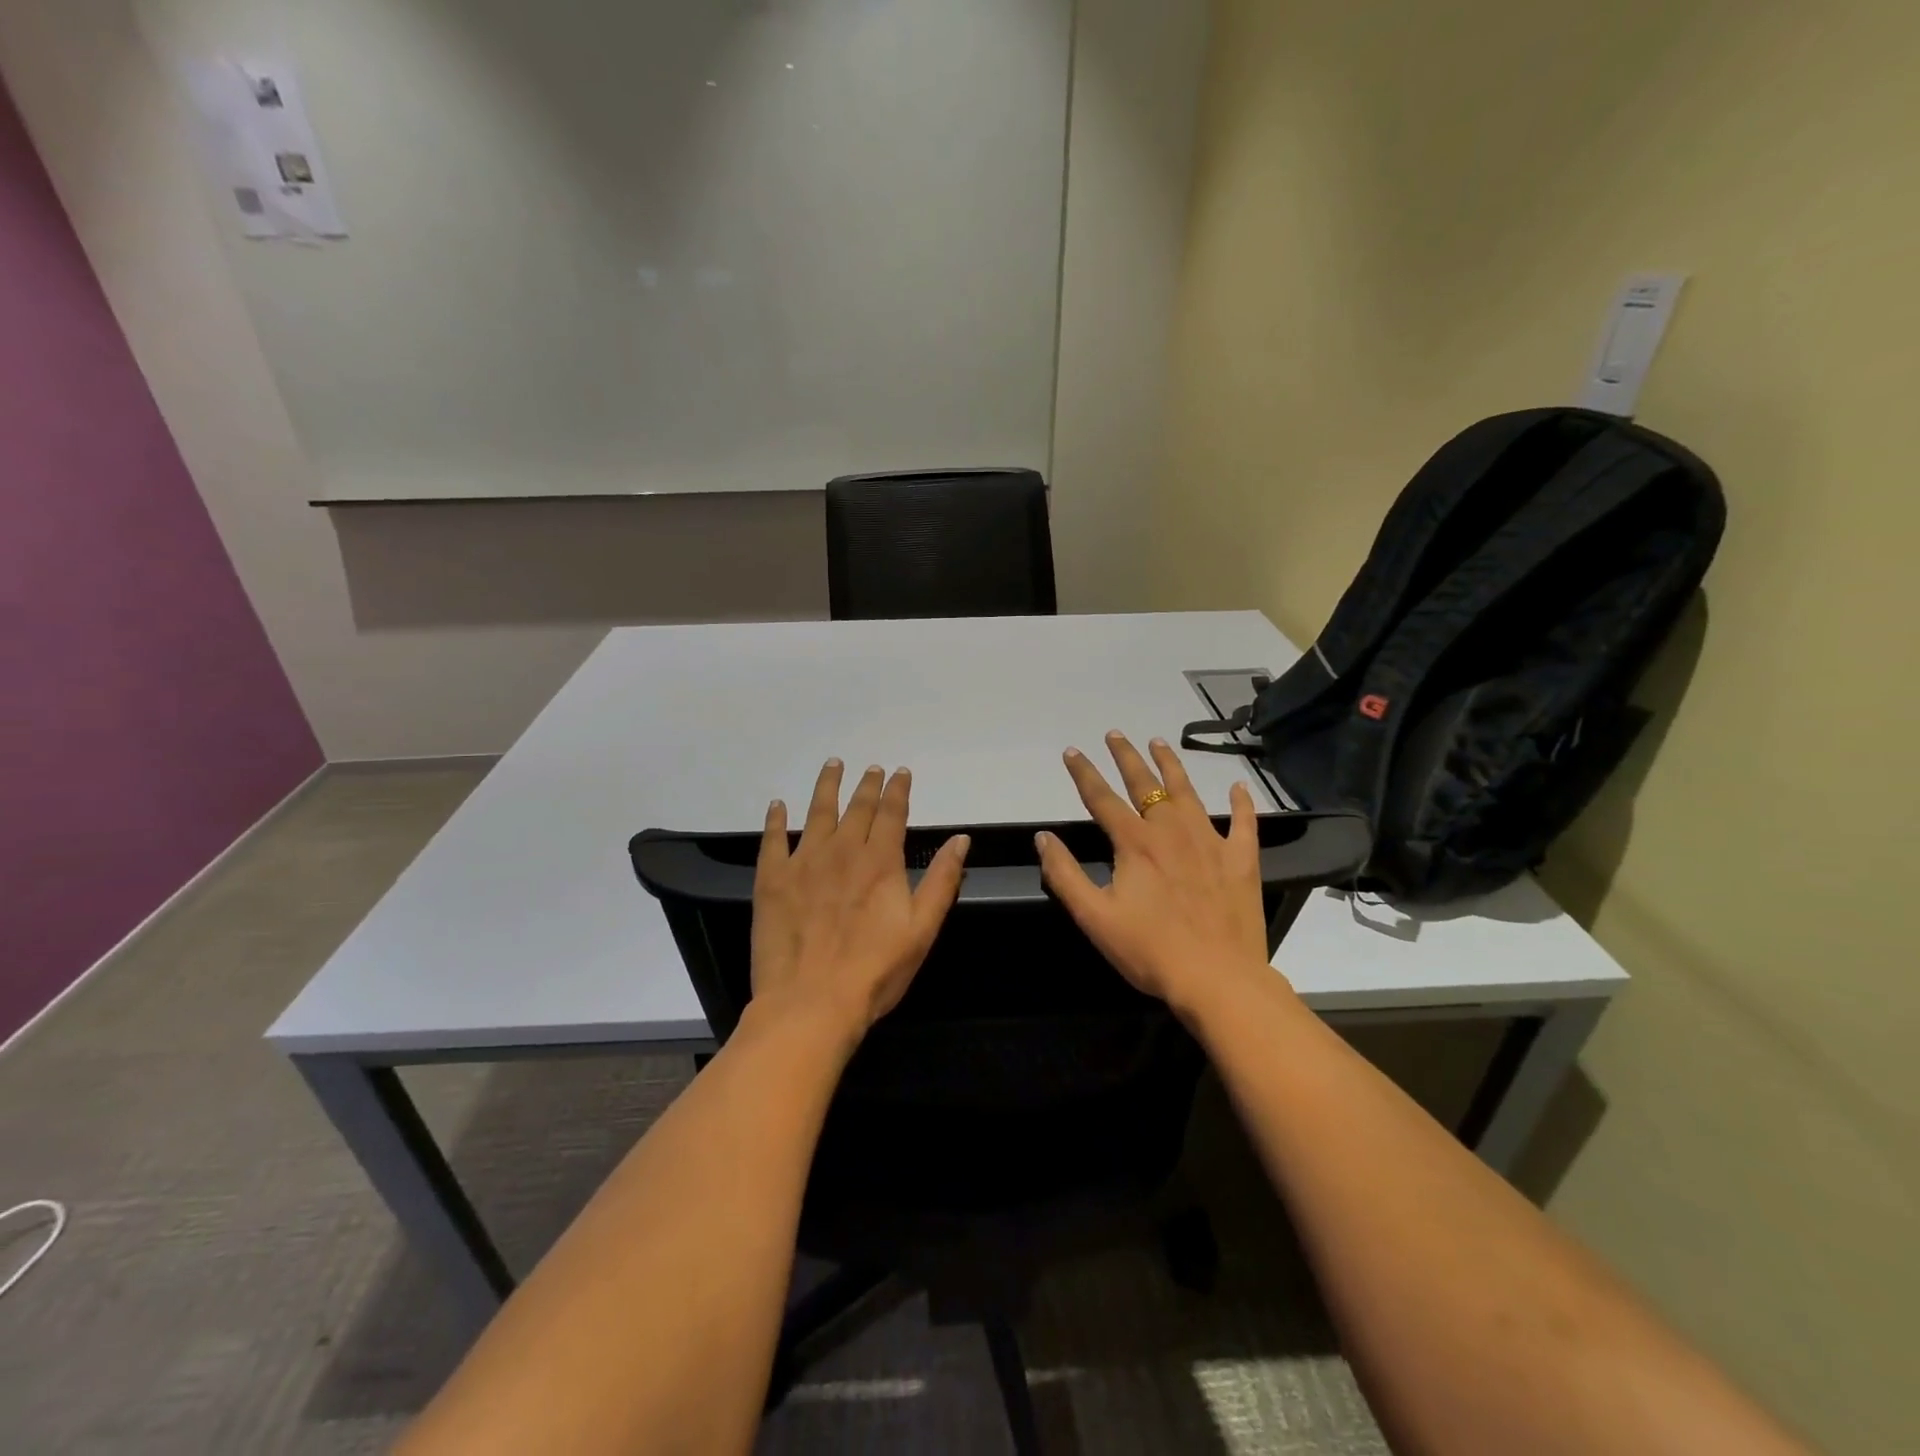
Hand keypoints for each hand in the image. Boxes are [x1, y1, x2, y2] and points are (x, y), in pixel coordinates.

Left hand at [751, 760, 969, 1040]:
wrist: (812, 1002)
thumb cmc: (875, 970)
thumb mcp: (923, 929)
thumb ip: (943, 880)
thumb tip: (960, 840)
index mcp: (881, 861)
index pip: (892, 813)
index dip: (897, 790)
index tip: (900, 772)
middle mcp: (842, 851)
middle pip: (857, 807)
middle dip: (867, 784)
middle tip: (870, 767)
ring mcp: (804, 862)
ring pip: (817, 812)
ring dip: (826, 786)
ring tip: (832, 765)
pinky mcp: (772, 880)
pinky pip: (773, 840)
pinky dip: (776, 820)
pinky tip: (777, 805)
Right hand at [1035, 732, 1275, 1013]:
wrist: (1218, 979)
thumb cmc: (1149, 950)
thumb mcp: (1094, 917)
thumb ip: (1064, 875)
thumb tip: (1043, 838)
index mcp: (1135, 843)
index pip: (1102, 799)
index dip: (1084, 773)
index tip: (1072, 751)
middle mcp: (1171, 831)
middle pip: (1144, 784)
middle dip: (1126, 757)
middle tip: (1115, 734)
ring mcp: (1210, 842)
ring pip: (1188, 793)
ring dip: (1171, 766)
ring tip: (1159, 743)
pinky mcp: (1241, 861)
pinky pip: (1243, 823)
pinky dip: (1241, 803)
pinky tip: (1239, 788)